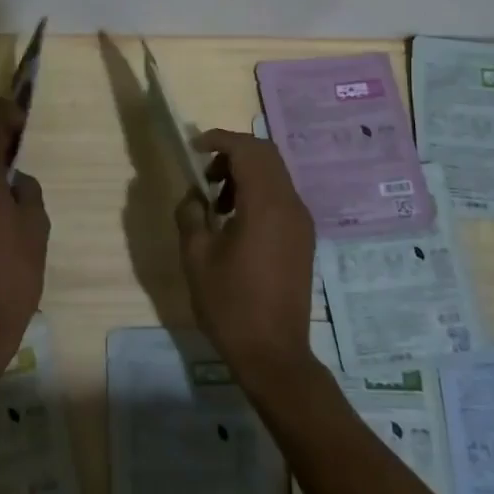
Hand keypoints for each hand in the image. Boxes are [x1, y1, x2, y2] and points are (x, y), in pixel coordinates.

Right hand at [174, 129, 318, 390]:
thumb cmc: (230, 304)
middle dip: (233, 153)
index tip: (194, 148)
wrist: (274, 354)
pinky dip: (257, 193)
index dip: (219, 139)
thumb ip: (191, 214)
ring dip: (245, 173)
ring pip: (275, 175)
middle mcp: (290, 205)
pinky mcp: (303, 239)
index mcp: (266, 205)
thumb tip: (193, 194)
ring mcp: (301, 222)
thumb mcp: (196, 256)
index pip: (247, 149)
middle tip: (204, 173)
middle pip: (266, 155)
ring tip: (216, 201)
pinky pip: (280, 198)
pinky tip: (235, 221)